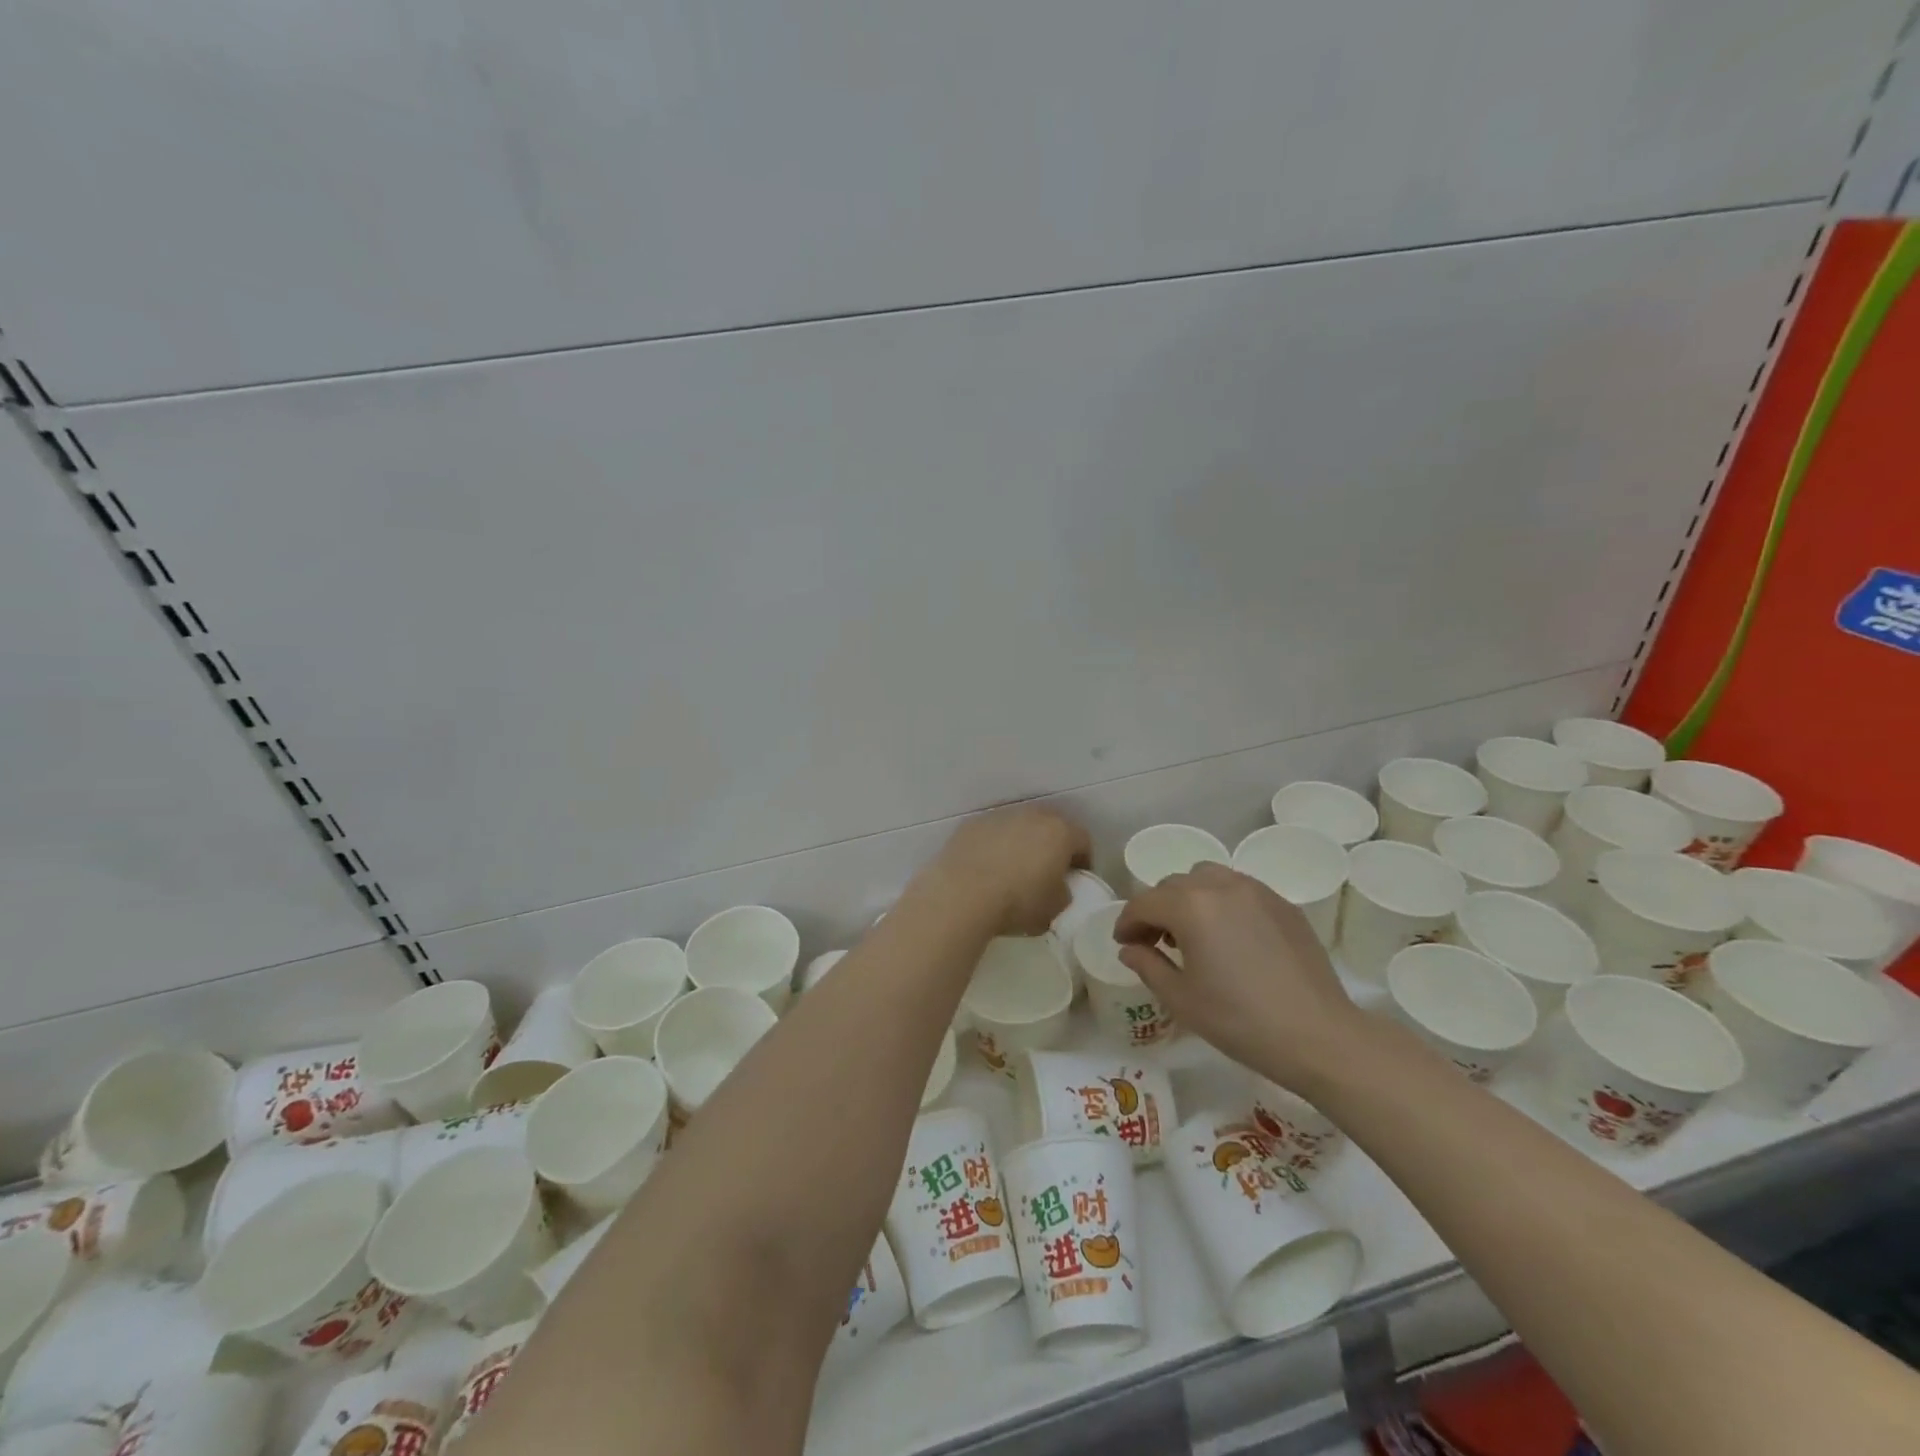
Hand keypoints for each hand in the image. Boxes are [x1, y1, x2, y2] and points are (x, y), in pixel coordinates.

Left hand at [927, 805, 1091, 935]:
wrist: (962, 894)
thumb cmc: (1017, 902)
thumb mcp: (1054, 909)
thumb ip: (1063, 893)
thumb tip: (1057, 887)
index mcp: (1060, 832)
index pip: (1083, 840)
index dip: (1083, 860)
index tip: (1076, 877)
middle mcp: (1032, 815)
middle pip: (1050, 826)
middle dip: (1052, 845)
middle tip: (1047, 869)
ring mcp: (999, 816)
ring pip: (1019, 826)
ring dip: (1022, 842)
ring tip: (1013, 868)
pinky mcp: (972, 824)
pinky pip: (991, 832)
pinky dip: (994, 845)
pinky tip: (986, 867)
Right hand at [1113, 863, 1373, 1090]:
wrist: (1319, 1036)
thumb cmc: (1240, 1021)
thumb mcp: (1181, 999)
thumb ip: (1147, 965)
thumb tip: (1130, 949)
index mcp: (1190, 906)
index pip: (1144, 902)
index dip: (1127, 922)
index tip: (1124, 944)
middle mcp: (1220, 885)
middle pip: (1173, 884)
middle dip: (1156, 908)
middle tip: (1154, 941)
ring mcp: (1256, 891)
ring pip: (1207, 877)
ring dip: (1189, 897)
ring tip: (1192, 932)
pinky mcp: (1282, 904)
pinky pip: (1238, 888)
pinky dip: (1221, 901)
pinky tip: (1228, 936)